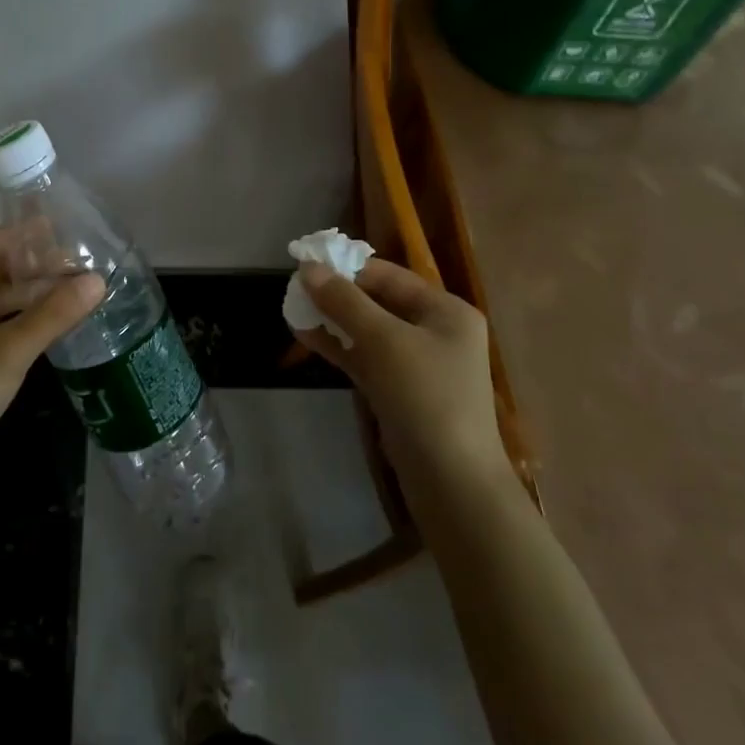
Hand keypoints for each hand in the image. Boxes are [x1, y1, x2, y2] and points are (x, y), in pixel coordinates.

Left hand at [0, 227, 104, 476]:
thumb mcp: (10, 351)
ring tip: (71, 291)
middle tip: (77, 264)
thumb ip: (54, 314)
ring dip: (31, 293)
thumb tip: (98, 279)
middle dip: (35, 266)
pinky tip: (48, 324)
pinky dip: (22, 318)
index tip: (63, 229)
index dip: (25, 234)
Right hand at [293, 258, 507, 488]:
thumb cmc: (425, 397)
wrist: (451, 483)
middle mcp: (435, 331)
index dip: (348, 267)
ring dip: (333, 320)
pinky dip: (339, 347)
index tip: (307, 261)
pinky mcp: (400, 392)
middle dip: (338, 294)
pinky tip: (306, 336)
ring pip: (369, 331)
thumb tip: (308, 268)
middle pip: (379, 301)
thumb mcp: (384, 341)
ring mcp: (418, 364)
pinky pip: (366, 358)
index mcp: (446, 311)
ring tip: (293, 307)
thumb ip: (345, 302)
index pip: (390, 276)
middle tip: (296, 286)